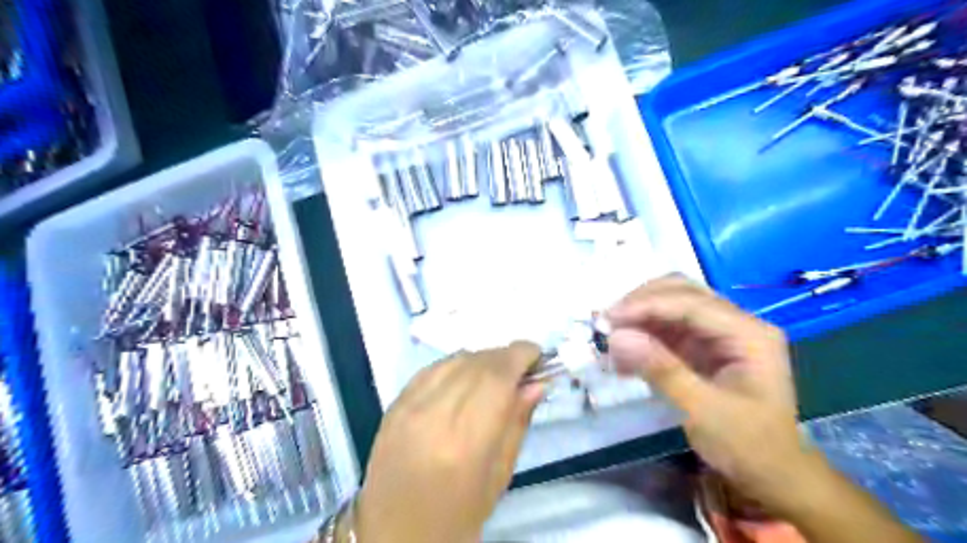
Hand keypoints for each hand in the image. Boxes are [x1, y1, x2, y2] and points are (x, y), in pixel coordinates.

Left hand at [353, 343, 542, 542]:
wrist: (395, 534)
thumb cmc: (457, 516)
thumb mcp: (499, 476)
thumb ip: (518, 422)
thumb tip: (536, 383)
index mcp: (466, 441)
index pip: (498, 377)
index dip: (521, 356)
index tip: (537, 355)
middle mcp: (435, 415)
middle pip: (477, 363)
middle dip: (505, 356)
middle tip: (522, 367)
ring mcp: (409, 406)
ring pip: (455, 360)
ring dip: (482, 359)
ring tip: (496, 373)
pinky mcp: (394, 404)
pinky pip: (432, 368)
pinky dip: (456, 365)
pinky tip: (466, 377)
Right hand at [607, 276, 805, 512]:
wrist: (773, 474)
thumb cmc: (748, 445)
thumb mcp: (703, 411)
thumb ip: (660, 369)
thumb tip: (616, 337)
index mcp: (749, 334)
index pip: (691, 304)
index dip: (646, 306)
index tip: (609, 319)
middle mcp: (736, 323)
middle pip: (682, 292)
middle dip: (641, 303)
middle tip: (606, 322)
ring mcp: (719, 332)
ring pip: (671, 305)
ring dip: (639, 316)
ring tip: (609, 337)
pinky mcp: (704, 345)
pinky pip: (668, 328)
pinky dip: (643, 334)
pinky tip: (624, 353)